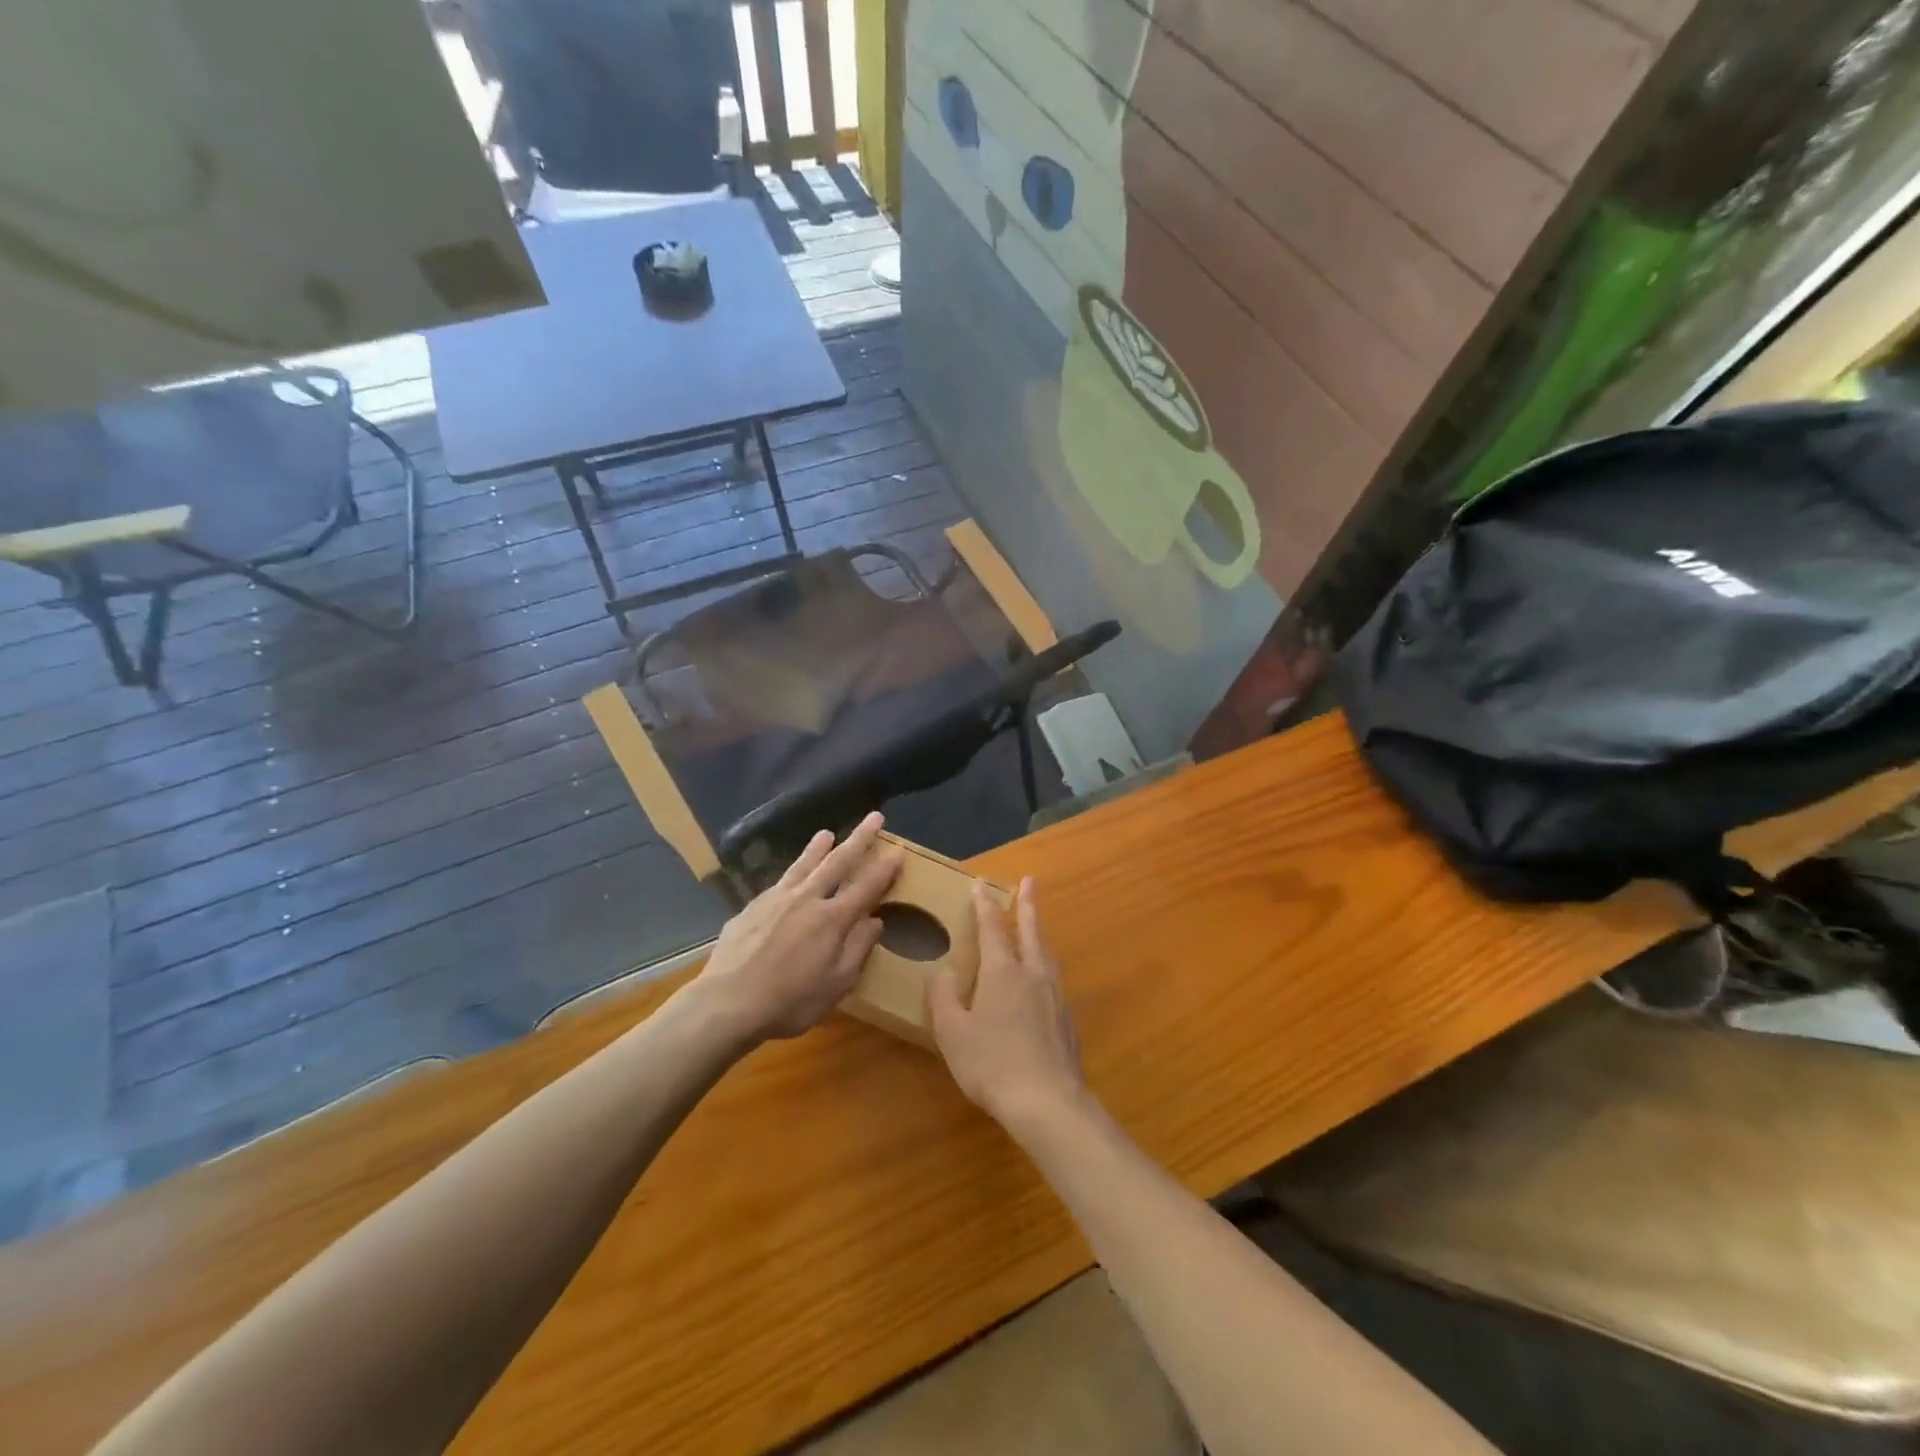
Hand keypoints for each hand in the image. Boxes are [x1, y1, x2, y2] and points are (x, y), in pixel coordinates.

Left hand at [695, 813, 901, 1042]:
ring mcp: (777, 899)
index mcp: (832, 919)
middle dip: (859, 838)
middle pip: (838, 861)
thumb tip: (876, 921)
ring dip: (818, 847)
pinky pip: (779, 882)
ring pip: (803, 864)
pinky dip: (791, 873)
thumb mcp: (836, 985)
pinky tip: (790, 876)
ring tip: (827, 833)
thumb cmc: (790, 1001)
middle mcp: (807, 899)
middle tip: (874, 816)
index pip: (866, 887)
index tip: (898, 851)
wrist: (728, 1002)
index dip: (885, 869)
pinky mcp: (752, 906)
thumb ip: (858, 949)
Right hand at [930, 880, 1086, 1131]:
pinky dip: (1044, 963)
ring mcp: (1054, 995)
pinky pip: (1052, 977)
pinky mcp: (1066, 1018)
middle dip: (1028, 904)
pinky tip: (1040, 978)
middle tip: (1031, 881)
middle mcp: (1032, 974)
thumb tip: (944, 973)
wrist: (1048, 1102)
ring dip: (1038, 932)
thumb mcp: (953, 1032)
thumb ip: (945, 998)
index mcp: (1002, 971)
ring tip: (1035, 925)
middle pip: (1030, 930)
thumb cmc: (992, 1064)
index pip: (992, 927)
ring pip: (1045, 953)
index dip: (984, 904)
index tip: (980, 884)